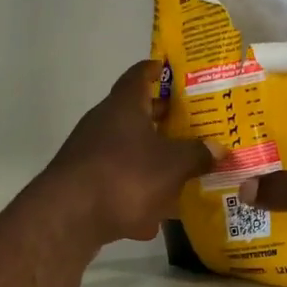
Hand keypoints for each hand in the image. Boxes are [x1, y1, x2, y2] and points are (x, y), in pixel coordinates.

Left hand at [45, 61, 213, 246]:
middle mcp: (103, 122)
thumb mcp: (172, 165)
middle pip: (135, 113)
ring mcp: (89, 153)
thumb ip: (197, 154)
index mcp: (124, 106)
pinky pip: (117, 180)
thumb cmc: (125, 176)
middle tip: (192, 121)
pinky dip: (136, 190)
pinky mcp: (83, 183)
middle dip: (162, 118)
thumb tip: (218, 148)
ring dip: (151, 156)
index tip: (170, 69)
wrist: (68, 217)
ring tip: (180, 168)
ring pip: (127, 149)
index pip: (139, 75)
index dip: (156, 70)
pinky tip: (154, 216)